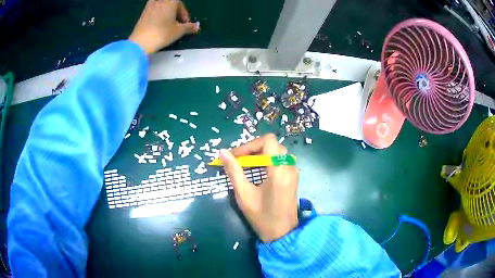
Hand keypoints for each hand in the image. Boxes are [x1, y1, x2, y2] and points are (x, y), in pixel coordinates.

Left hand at [128, 0, 199, 54]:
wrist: (140, 43)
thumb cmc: (161, 34)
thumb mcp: (178, 31)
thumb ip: (189, 27)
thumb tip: (197, 27)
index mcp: (170, 1)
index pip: (181, 4)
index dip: (184, 14)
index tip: (185, 24)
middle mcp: (160, 1)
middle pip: (171, 4)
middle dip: (176, 13)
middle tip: (177, 24)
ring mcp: (149, 7)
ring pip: (162, 7)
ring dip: (167, 13)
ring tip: (168, 25)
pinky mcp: (142, 14)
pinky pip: (154, 11)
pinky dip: (158, 16)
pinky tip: (158, 26)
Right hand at [220, 134, 298, 242]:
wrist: (282, 234)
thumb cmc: (262, 217)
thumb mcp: (244, 194)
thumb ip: (233, 171)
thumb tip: (222, 152)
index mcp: (279, 169)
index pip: (267, 141)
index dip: (249, 145)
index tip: (235, 156)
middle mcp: (289, 166)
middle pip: (271, 144)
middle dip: (252, 149)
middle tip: (237, 160)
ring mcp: (293, 171)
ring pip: (275, 151)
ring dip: (259, 155)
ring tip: (244, 166)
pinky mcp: (292, 177)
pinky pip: (279, 160)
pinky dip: (266, 161)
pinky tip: (256, 172)